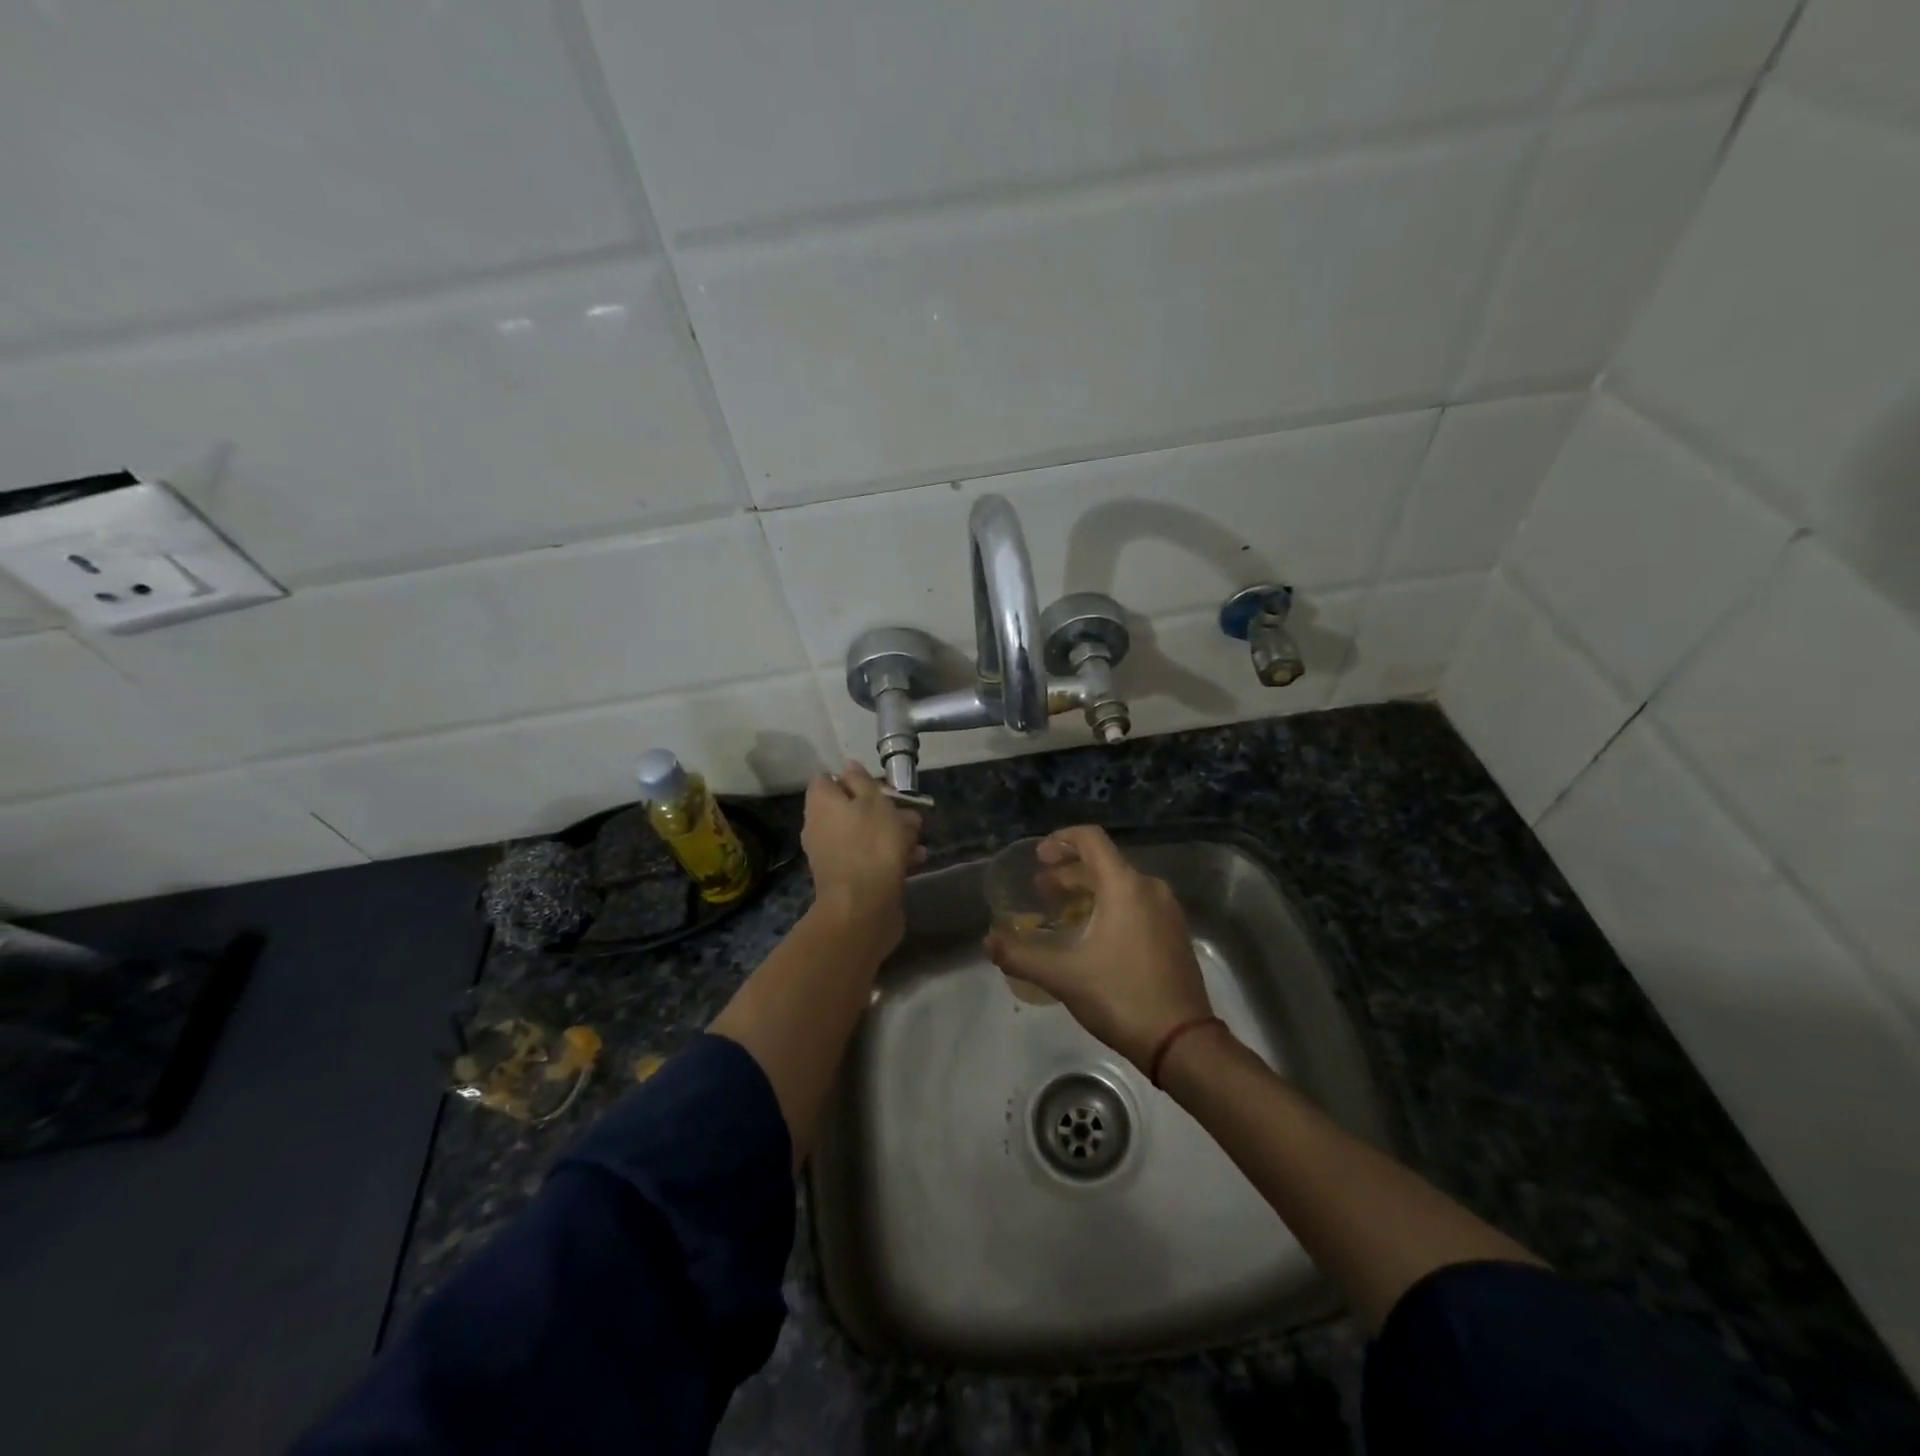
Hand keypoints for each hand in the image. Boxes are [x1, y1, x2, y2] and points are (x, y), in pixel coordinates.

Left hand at [802, 761, 925, 948]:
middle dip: (882, 808)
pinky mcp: (848, 878)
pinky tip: (916, 860)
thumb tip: (848, 766)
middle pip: (850, 807)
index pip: (827, 779)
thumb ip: (862, 782)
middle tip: (907, 812)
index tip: (879, 785)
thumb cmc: (871, 844)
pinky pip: (869, 857)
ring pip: (864, 834)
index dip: (853, 778)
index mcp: (821, 803)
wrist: (864, 906)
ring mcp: (833, 855)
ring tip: (917, 838)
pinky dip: (890, 856)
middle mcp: (820, 826)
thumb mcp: (873, 802)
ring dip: (892, 833)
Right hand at [985, 826, 1213, 1070]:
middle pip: (1104, 862)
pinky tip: (1091, 935)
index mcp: (1125, 886)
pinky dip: (1109, 906)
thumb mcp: (1063, 976)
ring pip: (1121, 885)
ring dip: (1088, 890)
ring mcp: (1167, 912)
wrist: (1182, 1042)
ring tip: (1061, 911)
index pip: (1091, 839)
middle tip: (1041, 889)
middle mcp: (1150, 889)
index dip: (1061, 839)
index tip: (1039, 857)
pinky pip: (1136, 904)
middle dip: (1069, 871)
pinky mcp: (1174, 934)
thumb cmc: (1121, 997)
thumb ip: (1021, 955)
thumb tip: (989, 941)